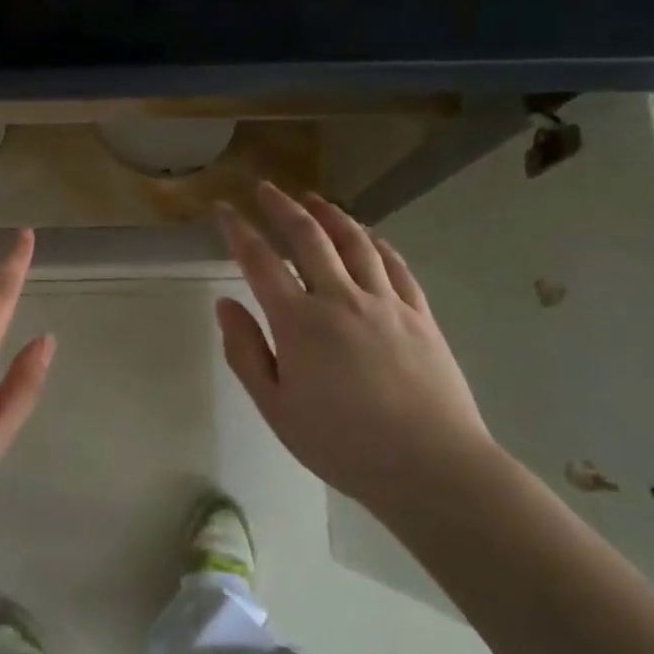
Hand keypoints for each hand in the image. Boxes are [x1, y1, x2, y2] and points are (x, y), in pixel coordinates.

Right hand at [214, 184, 495, 511]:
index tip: (223, 209)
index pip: (260, 262)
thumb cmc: (341, 443)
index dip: (238, 231)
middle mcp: (340, 298)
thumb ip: (246, 351)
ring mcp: (385, 302)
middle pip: (308, 237)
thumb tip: (225, 304)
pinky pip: (395, 265)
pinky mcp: (420, 314)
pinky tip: (369, 237)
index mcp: (298, 321)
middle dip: (282, 207)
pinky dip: (377, 243)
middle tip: (266, 188)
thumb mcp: (275, 407)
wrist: (430, 465)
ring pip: (355, 242)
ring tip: (314, 199)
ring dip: (331, 214)